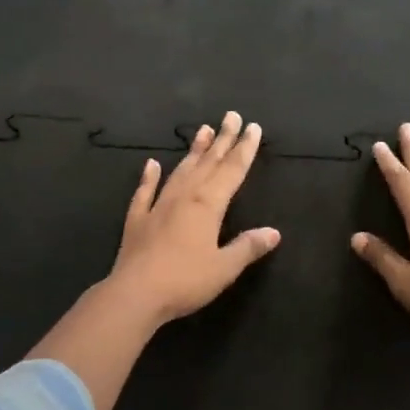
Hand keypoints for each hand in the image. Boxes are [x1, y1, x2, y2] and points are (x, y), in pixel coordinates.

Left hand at [98, 111, 281, 324]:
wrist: (135, 293)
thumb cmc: (185, 281)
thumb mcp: (224, 268)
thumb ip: (247, 247)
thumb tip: (273, 232)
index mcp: (208, 205)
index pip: (231, 171)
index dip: (244, 149)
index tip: (252, 128)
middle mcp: (184, 196)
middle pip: (208, 163)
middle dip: (222, 140)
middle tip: (231, 116)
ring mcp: (158, 205)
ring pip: (180, 171)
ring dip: (193, 151)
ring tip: (203, 130)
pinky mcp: (137, 219)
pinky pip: (145, 191)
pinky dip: (149, 176)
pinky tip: (151, 164)